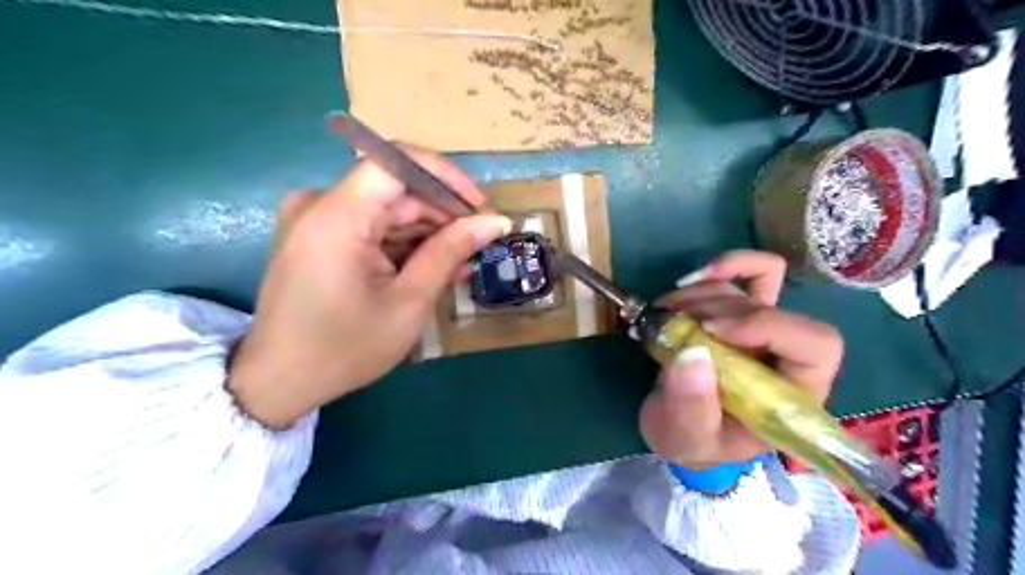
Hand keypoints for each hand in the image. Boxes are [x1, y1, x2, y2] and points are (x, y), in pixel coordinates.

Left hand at [228, 146, 506, 427]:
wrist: (280, 382)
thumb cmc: (346, 349)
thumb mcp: (409, 302)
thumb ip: (450, 252)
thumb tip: (495, 222)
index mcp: (336, 216)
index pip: (397, 161)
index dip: (446, 177)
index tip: (479, 207)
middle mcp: (319, 204)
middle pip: (395, 189)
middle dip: (442, 214)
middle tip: (481, 243)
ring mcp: (316, 220)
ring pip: (387, 209)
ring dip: (427, 233)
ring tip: (463, 262)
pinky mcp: (318, 236)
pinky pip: (371, 227)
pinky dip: (403, 244)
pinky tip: (433, 267)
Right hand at [638, 249, 843, 465]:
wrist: (679, 428)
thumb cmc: (693, 442)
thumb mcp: (688, 438)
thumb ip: (692, 407)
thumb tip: (692, 354)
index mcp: (793, 394)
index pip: (815, 345)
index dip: (767, 327)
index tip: (711, 332)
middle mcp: (785, 356)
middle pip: (774, 309)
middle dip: (718, 311)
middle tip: (673, 325)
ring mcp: (763, 329)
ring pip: (747, 288)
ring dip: (700, 295)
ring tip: (663, 316)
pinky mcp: (741, 313)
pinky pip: (754, 272)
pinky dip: (724, 266)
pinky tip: (690, 280)